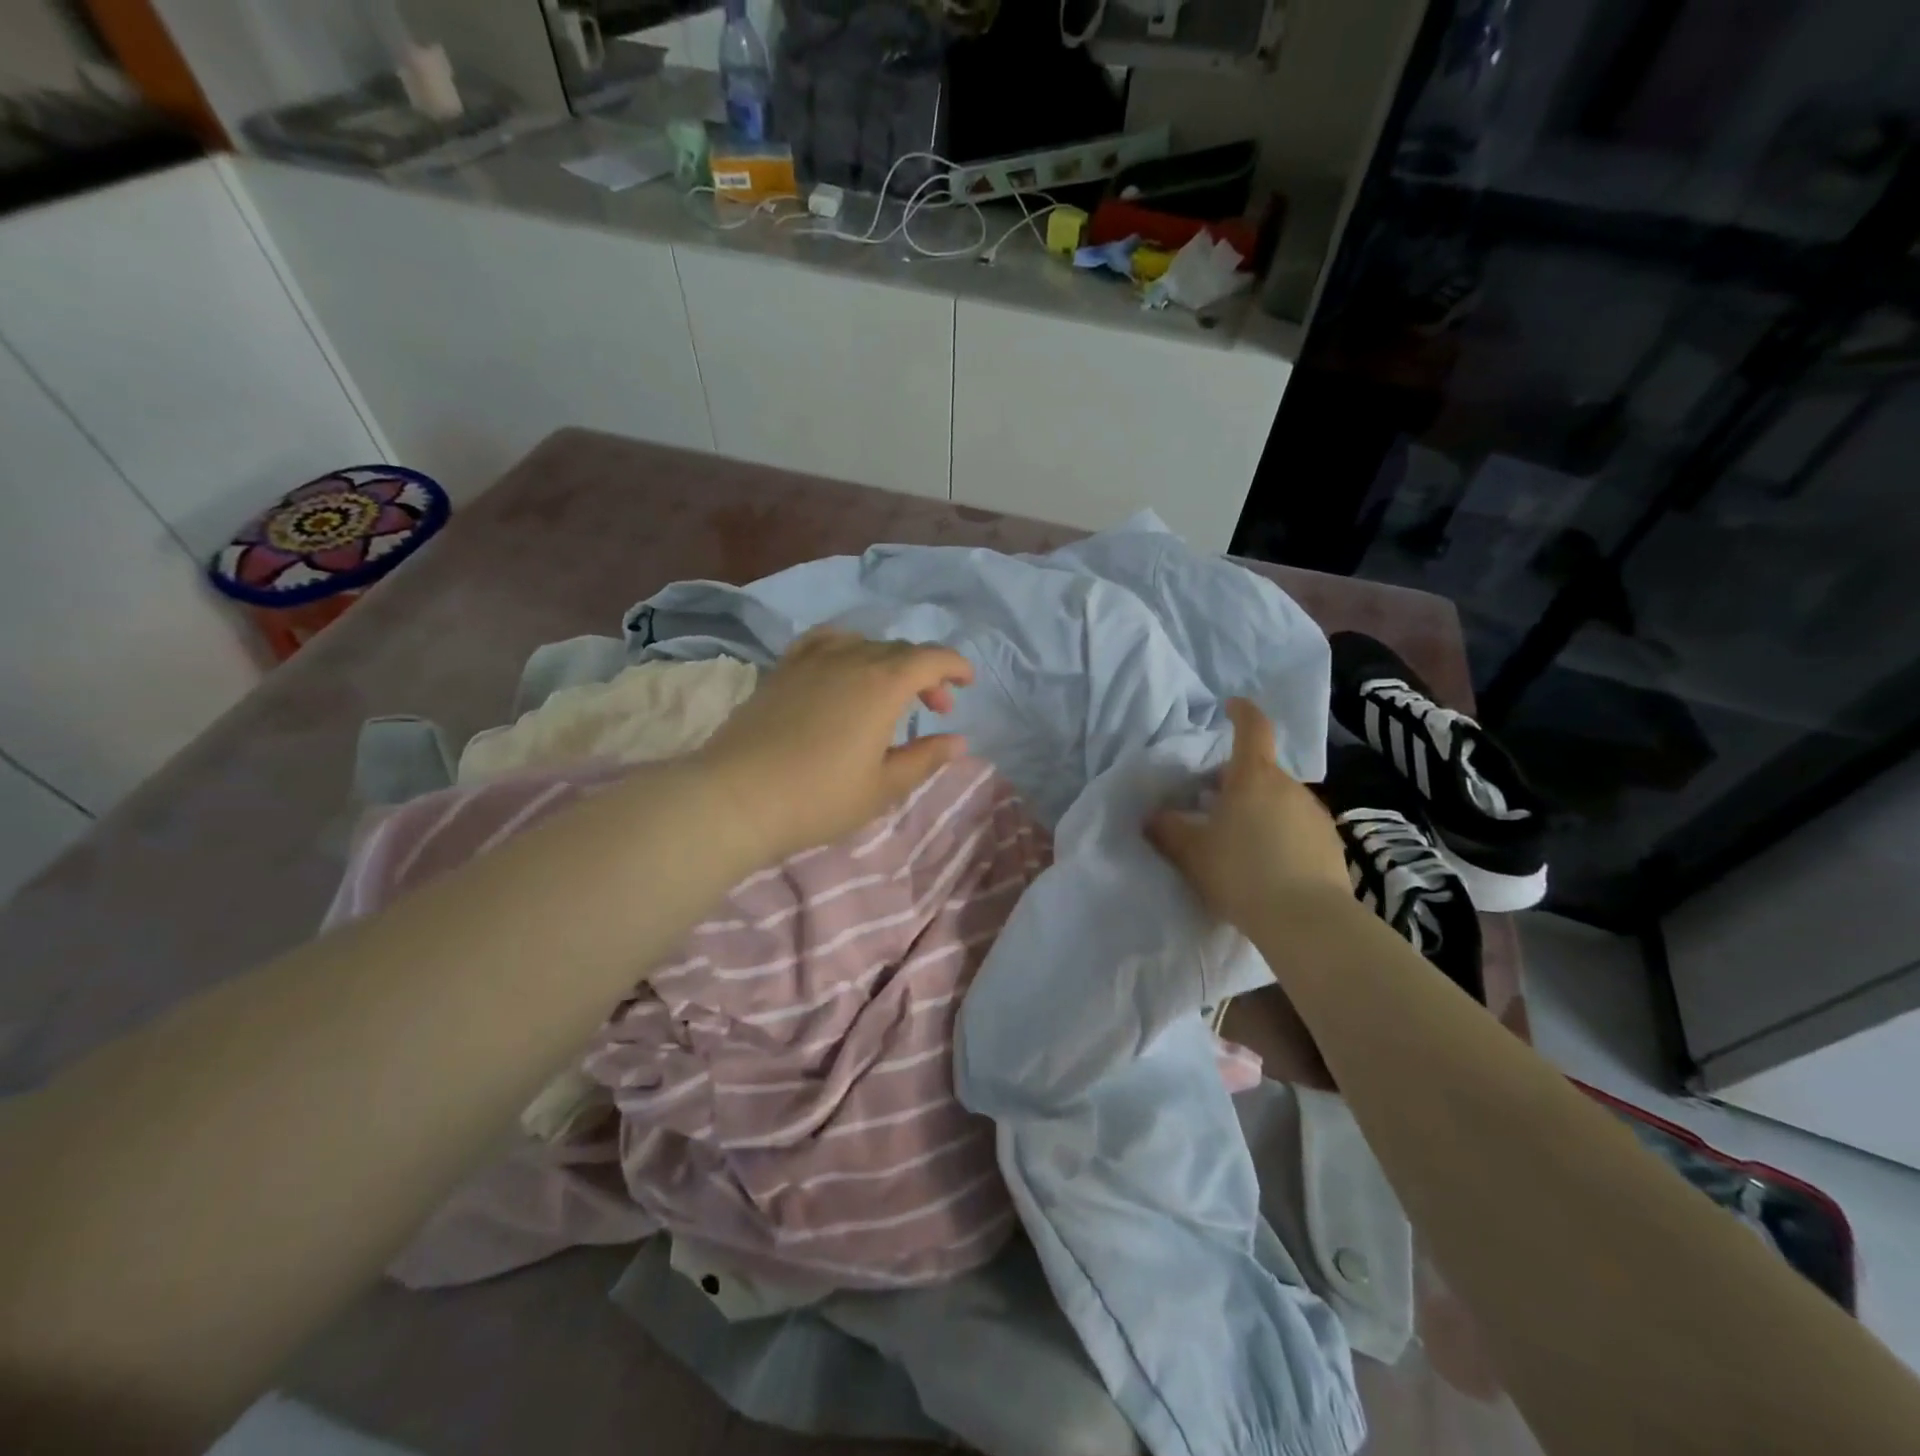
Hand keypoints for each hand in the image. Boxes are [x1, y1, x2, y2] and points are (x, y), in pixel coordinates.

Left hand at [691, 627, 975, 867]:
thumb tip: (958, 741)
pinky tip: (842, 665)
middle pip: (899, 650)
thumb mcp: (882, 787)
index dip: (955, 666)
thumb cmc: (818, 798)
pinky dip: (846, 647)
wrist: (736, 797)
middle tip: (935, 707)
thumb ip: (924, 758)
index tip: (968, 683)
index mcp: (883, 684)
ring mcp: (811, 660)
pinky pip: (823, 641)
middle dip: (926, 672)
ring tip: (890, 689)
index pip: (931, 658)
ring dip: (888, 660)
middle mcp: (850, 659)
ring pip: (863, 644)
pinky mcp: (782, 669)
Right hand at [1146, 698, 1351, 930]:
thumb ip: (1167, 830)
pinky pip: (1297, 828)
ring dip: (1259, 810)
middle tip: (1212, 805)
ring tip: (1239, 842)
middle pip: (1261, 771)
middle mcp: (1289, 787)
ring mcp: (1316, 815)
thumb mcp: (1191, 853)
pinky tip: (1267, 867)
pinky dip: (1280, 836)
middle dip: (1237, 781)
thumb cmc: (1241, 873)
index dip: (1242, 712)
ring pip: (1280, 801)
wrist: (1306, 921)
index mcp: (1254, 777)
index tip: (1231, 706)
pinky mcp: (1331, 845)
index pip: (1253, 727)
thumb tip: (1152, 817)